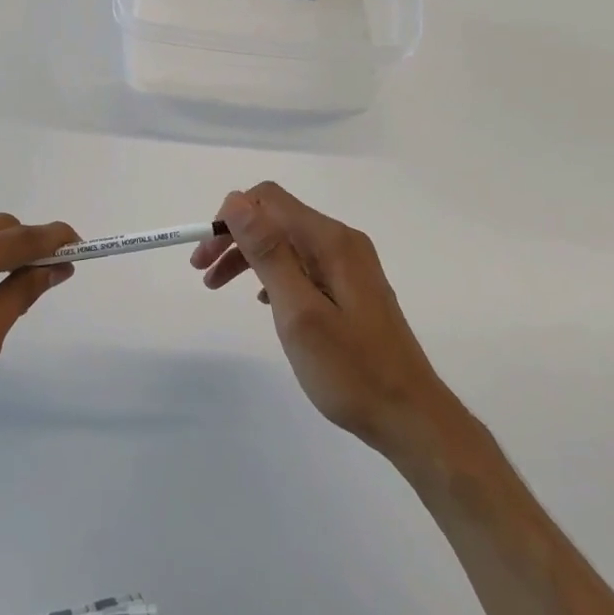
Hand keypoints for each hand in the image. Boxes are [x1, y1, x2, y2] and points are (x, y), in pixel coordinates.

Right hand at [191, 183, 469, 465]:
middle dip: (235, 238)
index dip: (229, 218)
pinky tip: (264, 300)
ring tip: (220, 287)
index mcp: (331, 241)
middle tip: (204, 275)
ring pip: (288, 242)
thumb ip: (269, 252)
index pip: (268, 200)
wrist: (409, 414)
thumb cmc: (350, 369)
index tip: (205, 257)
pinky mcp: (351, 287)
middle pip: (277, 218)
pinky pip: (304, 264)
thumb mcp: (299, 311)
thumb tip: (237, 200)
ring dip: (250, 257)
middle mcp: (342, 241)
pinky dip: (274, 274)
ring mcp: (350, 264)